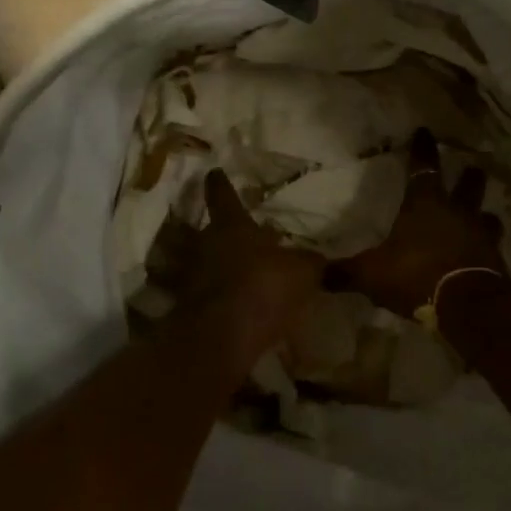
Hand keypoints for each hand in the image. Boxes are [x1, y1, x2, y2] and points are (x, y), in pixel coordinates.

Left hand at [181, 169, 324, 368]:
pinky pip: (208, 295)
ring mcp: (193, 276)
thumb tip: (320, 259)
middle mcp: (206, 244)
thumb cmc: (262, 287)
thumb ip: (310, 262)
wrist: (220, 338)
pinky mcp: (190, 308)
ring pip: (207, 262)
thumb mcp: (302, 272)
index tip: (214, 172)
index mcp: (231, 225)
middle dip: (224, 232)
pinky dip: (221, 298)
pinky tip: (240, 307)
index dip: (220, 183)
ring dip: (220, 266)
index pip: (222, 194)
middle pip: (211, 231)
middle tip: (240, 233)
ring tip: (242, 272)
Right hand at [324, 128, 506, 318]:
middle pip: (467, 187)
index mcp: (425, 204)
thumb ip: (347, 273)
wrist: (468, 304)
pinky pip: (493, 247)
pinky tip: (488, 252)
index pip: (423, 168)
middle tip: (475, 168)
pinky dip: (489, 247)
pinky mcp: (495, 261)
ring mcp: (480, 235)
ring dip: (485, 214)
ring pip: (486, 217)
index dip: (423, 150)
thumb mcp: (372, 274)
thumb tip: (318, 275)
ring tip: (487, 214)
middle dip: (469, 178)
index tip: (425, 132)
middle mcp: (456, 212)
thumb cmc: (416, 275)